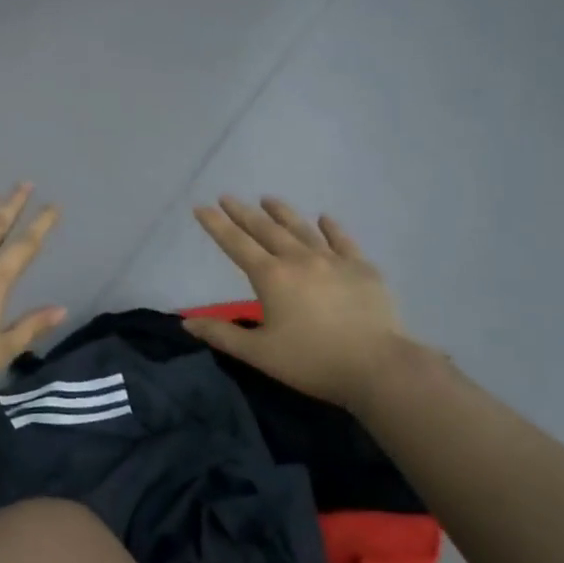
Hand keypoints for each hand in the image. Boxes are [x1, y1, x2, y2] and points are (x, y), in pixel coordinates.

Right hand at [185, 197, 414, 411]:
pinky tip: (324, 218)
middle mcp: (299, 259)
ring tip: (268, 198)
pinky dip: (331, 228)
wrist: (377, 366)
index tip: (202, 206)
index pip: (236, 244)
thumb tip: (186, 323)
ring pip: (302, 229)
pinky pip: (342, 241)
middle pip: (266, 229)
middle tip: (228, 197)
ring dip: (282, 212)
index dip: (216, 225)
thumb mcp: (259, 353)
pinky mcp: (362, 268)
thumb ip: (221, 335)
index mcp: (271, 277)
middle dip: (243, 212)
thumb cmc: (312, 362)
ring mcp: (333, 260)